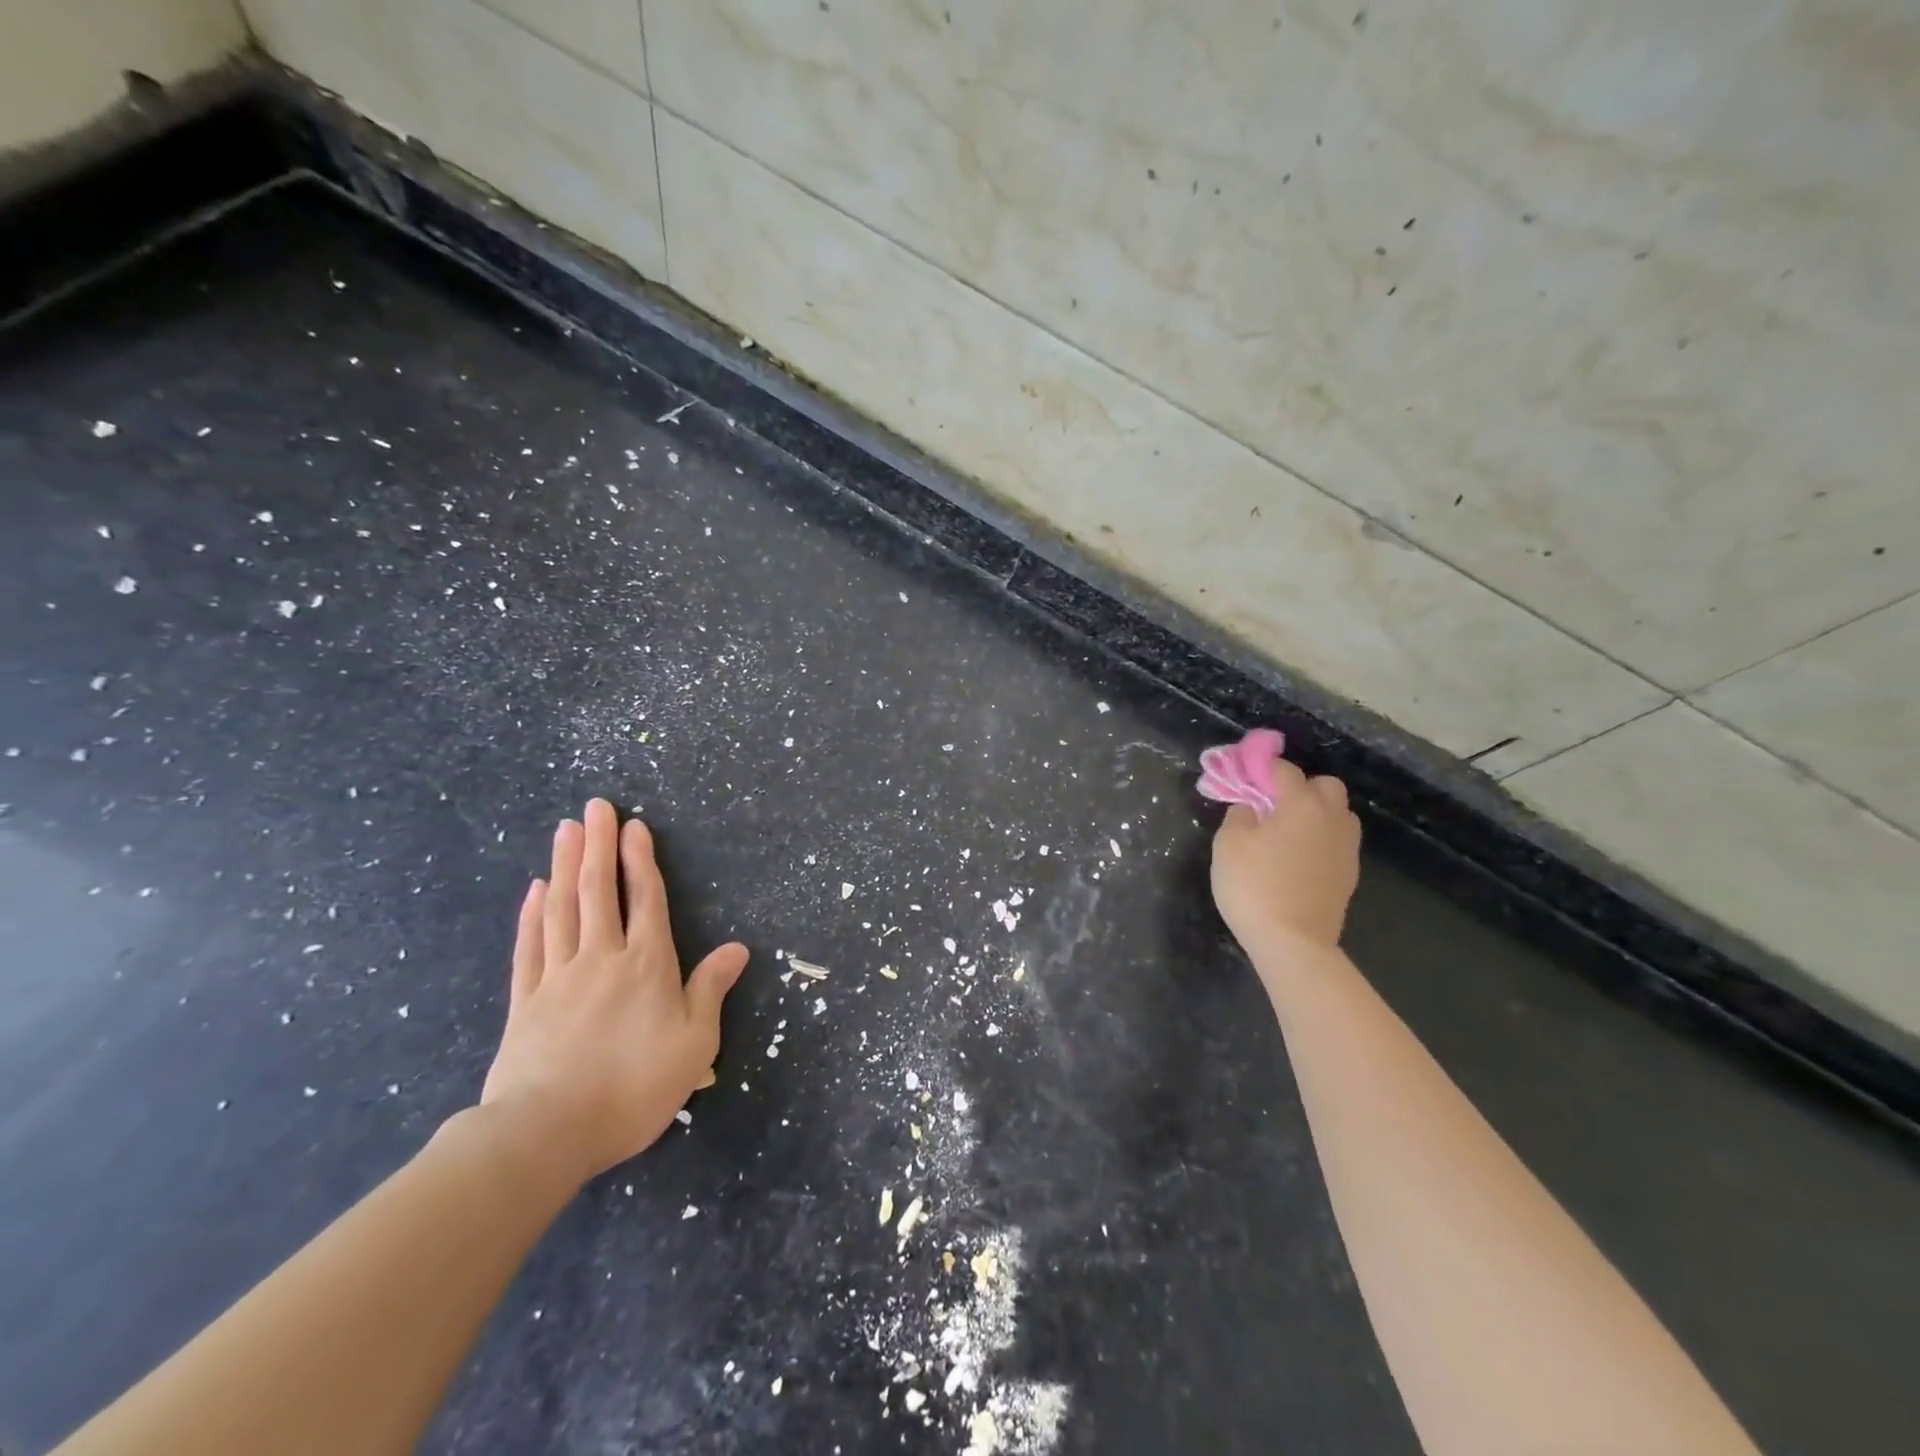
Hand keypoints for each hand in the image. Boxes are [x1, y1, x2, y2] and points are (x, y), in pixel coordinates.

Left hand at [479, 799, 747, 1186]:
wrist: (547, 1134)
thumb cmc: (634, 1088)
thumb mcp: (694, 1043)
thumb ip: (711, 990)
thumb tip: (738, 948)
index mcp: (647, 965)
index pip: (645, 899)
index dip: (640, 860)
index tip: (634, 826)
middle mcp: (602, 958)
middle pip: (598, 891)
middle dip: (598, 845)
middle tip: (595, 807)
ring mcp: (557, 977)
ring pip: (562, 909)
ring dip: (564, 865)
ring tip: (566, 830)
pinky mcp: (524, 1002)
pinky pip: (529, 947)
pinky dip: (532, 915)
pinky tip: (534, 891)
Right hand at [1210, 762, 1361, 953]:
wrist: (1293, 942)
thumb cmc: (1254, 886)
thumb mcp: (1228, 844)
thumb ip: (1238, 815)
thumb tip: (1250, 807)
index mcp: (1301, 804)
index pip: (1284, 770)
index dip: (1262, 767)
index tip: (1244, 773)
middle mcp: (1331, 818)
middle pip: (1325, 786)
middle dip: (1300, 787)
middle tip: (1271, 805)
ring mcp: (1345, 847)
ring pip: (1337, 813)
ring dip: (1316, 813)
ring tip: (1287, 831)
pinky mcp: (1349, 874)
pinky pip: (1337, 841)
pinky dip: (1320, 838)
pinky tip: (1298, 857)